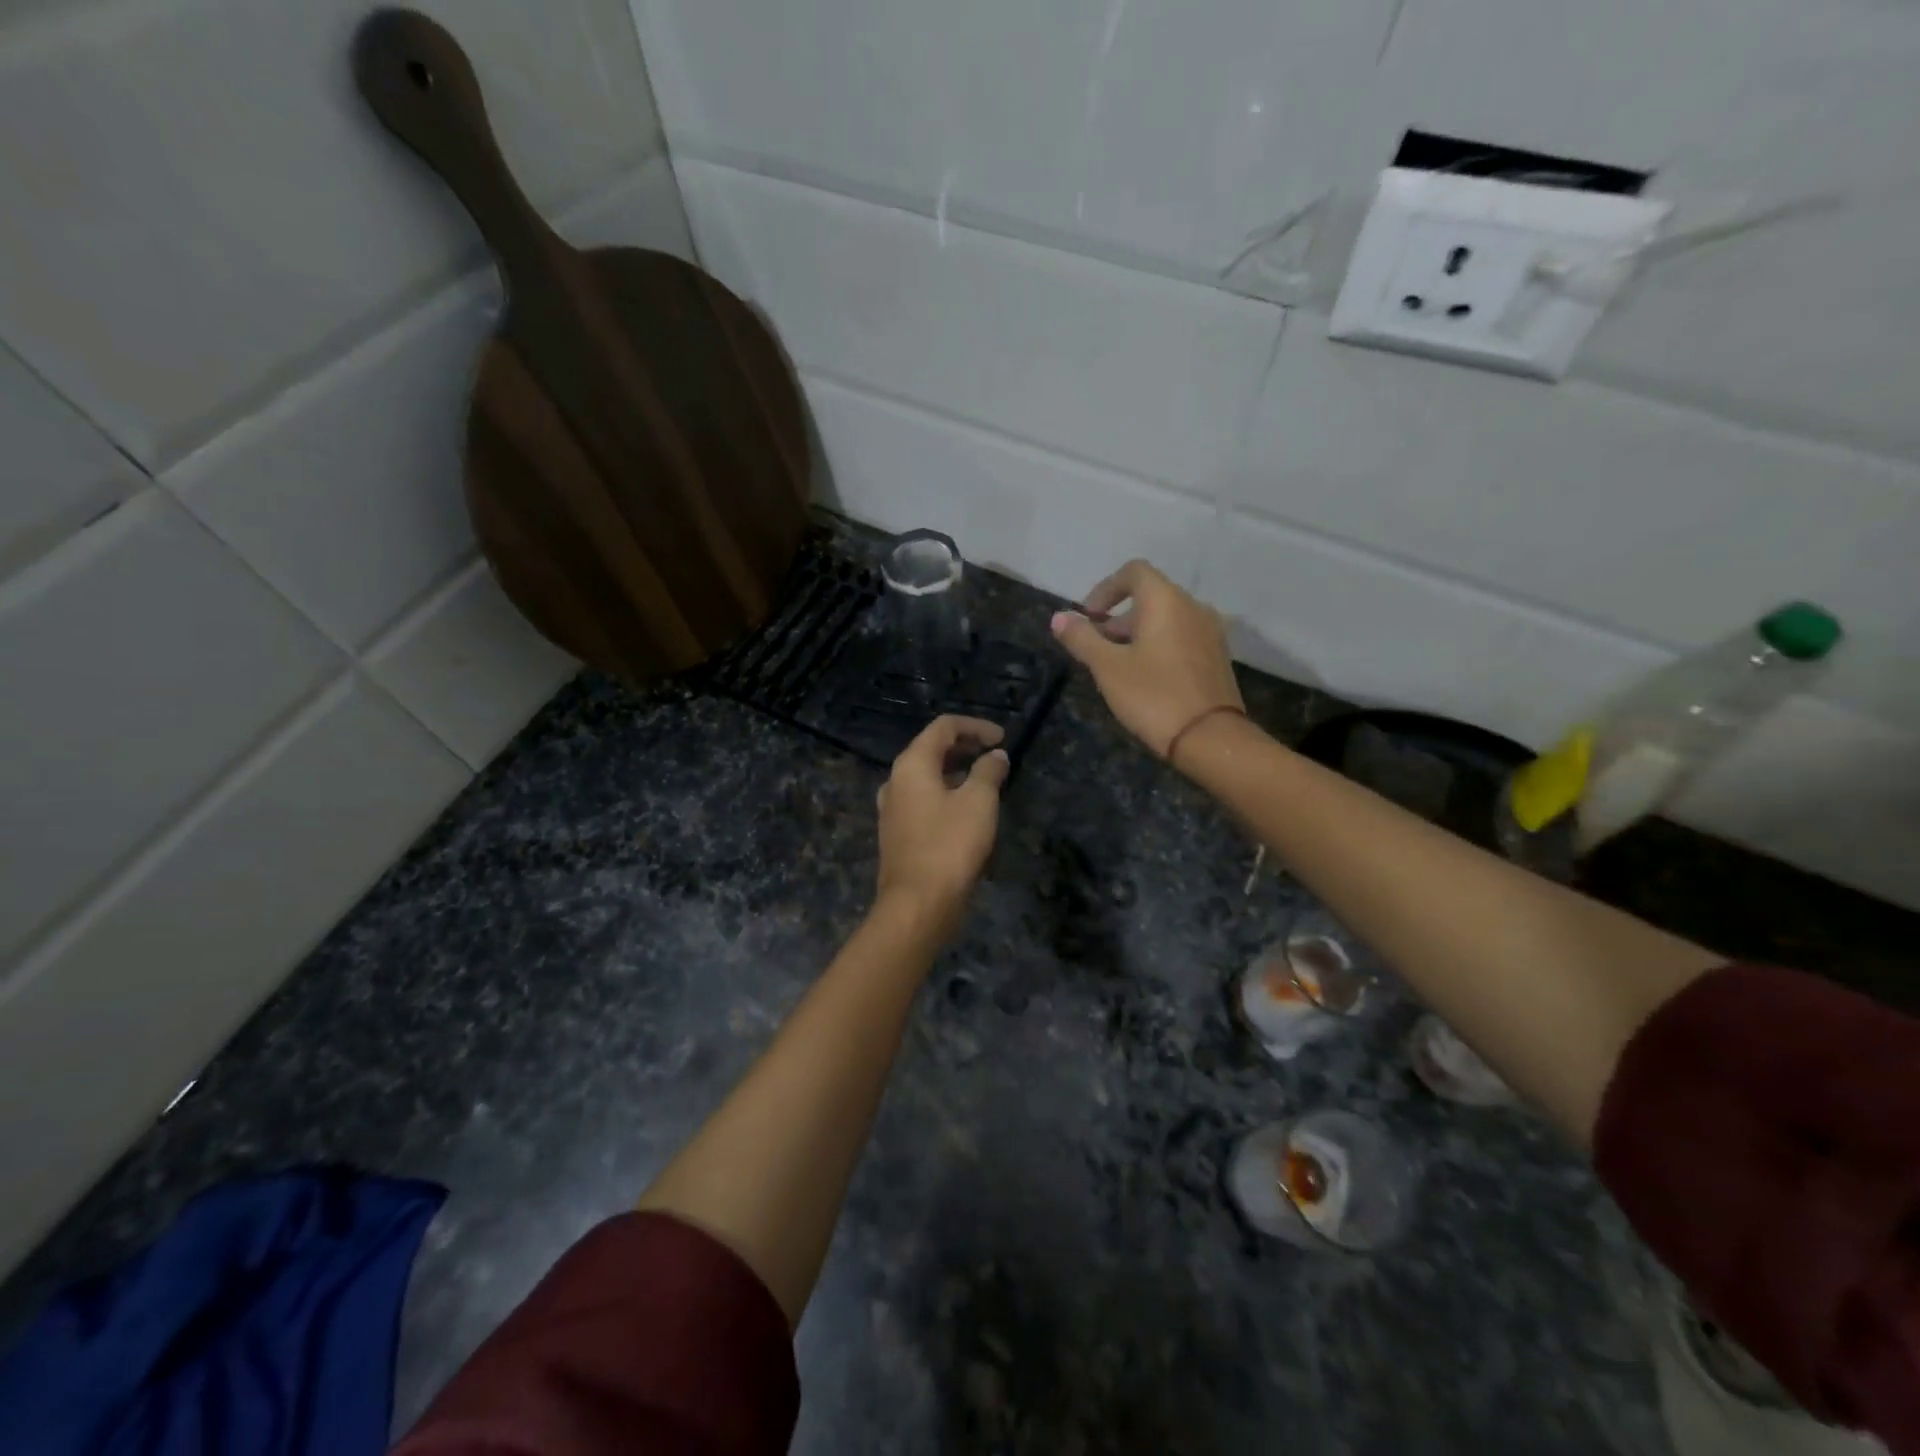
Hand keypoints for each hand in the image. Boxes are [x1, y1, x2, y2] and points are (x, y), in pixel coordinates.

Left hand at [875, 715, 1009, 939]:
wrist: (917, 904)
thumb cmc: (950, 845)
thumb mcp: (978, 802)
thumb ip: (988, 772)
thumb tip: (996, 756)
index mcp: (912, 765)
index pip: (943, 727)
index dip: (975, 727)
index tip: (1003, 738)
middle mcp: (896, 781)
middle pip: (932, 750)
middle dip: (965, 747)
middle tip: (995, 755)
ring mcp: (893, 809)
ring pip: (927, 777)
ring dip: (957, 772)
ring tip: (986, 781)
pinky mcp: (898, 833)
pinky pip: (924, 801)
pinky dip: (947, 794)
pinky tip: (968, 812)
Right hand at [1051, 560, 1243, 763]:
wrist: (1211, 739)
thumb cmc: (1154, 696)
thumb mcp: (1108, 668)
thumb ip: (1082, 639)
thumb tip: (1059, 617)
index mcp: (1166, 601)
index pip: (1134, 572)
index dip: (1105, 589)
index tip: (1087, 618)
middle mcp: (1193, 607)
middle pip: (1149, 597)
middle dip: (1117, 618)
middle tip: (1095, 648)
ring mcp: (1210, 633)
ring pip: (1166, 620)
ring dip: (1136, 634)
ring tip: (1116, 666)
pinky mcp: (1217, 657)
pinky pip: (1181, 638)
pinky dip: (1158, 646)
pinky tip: (1144, 678)